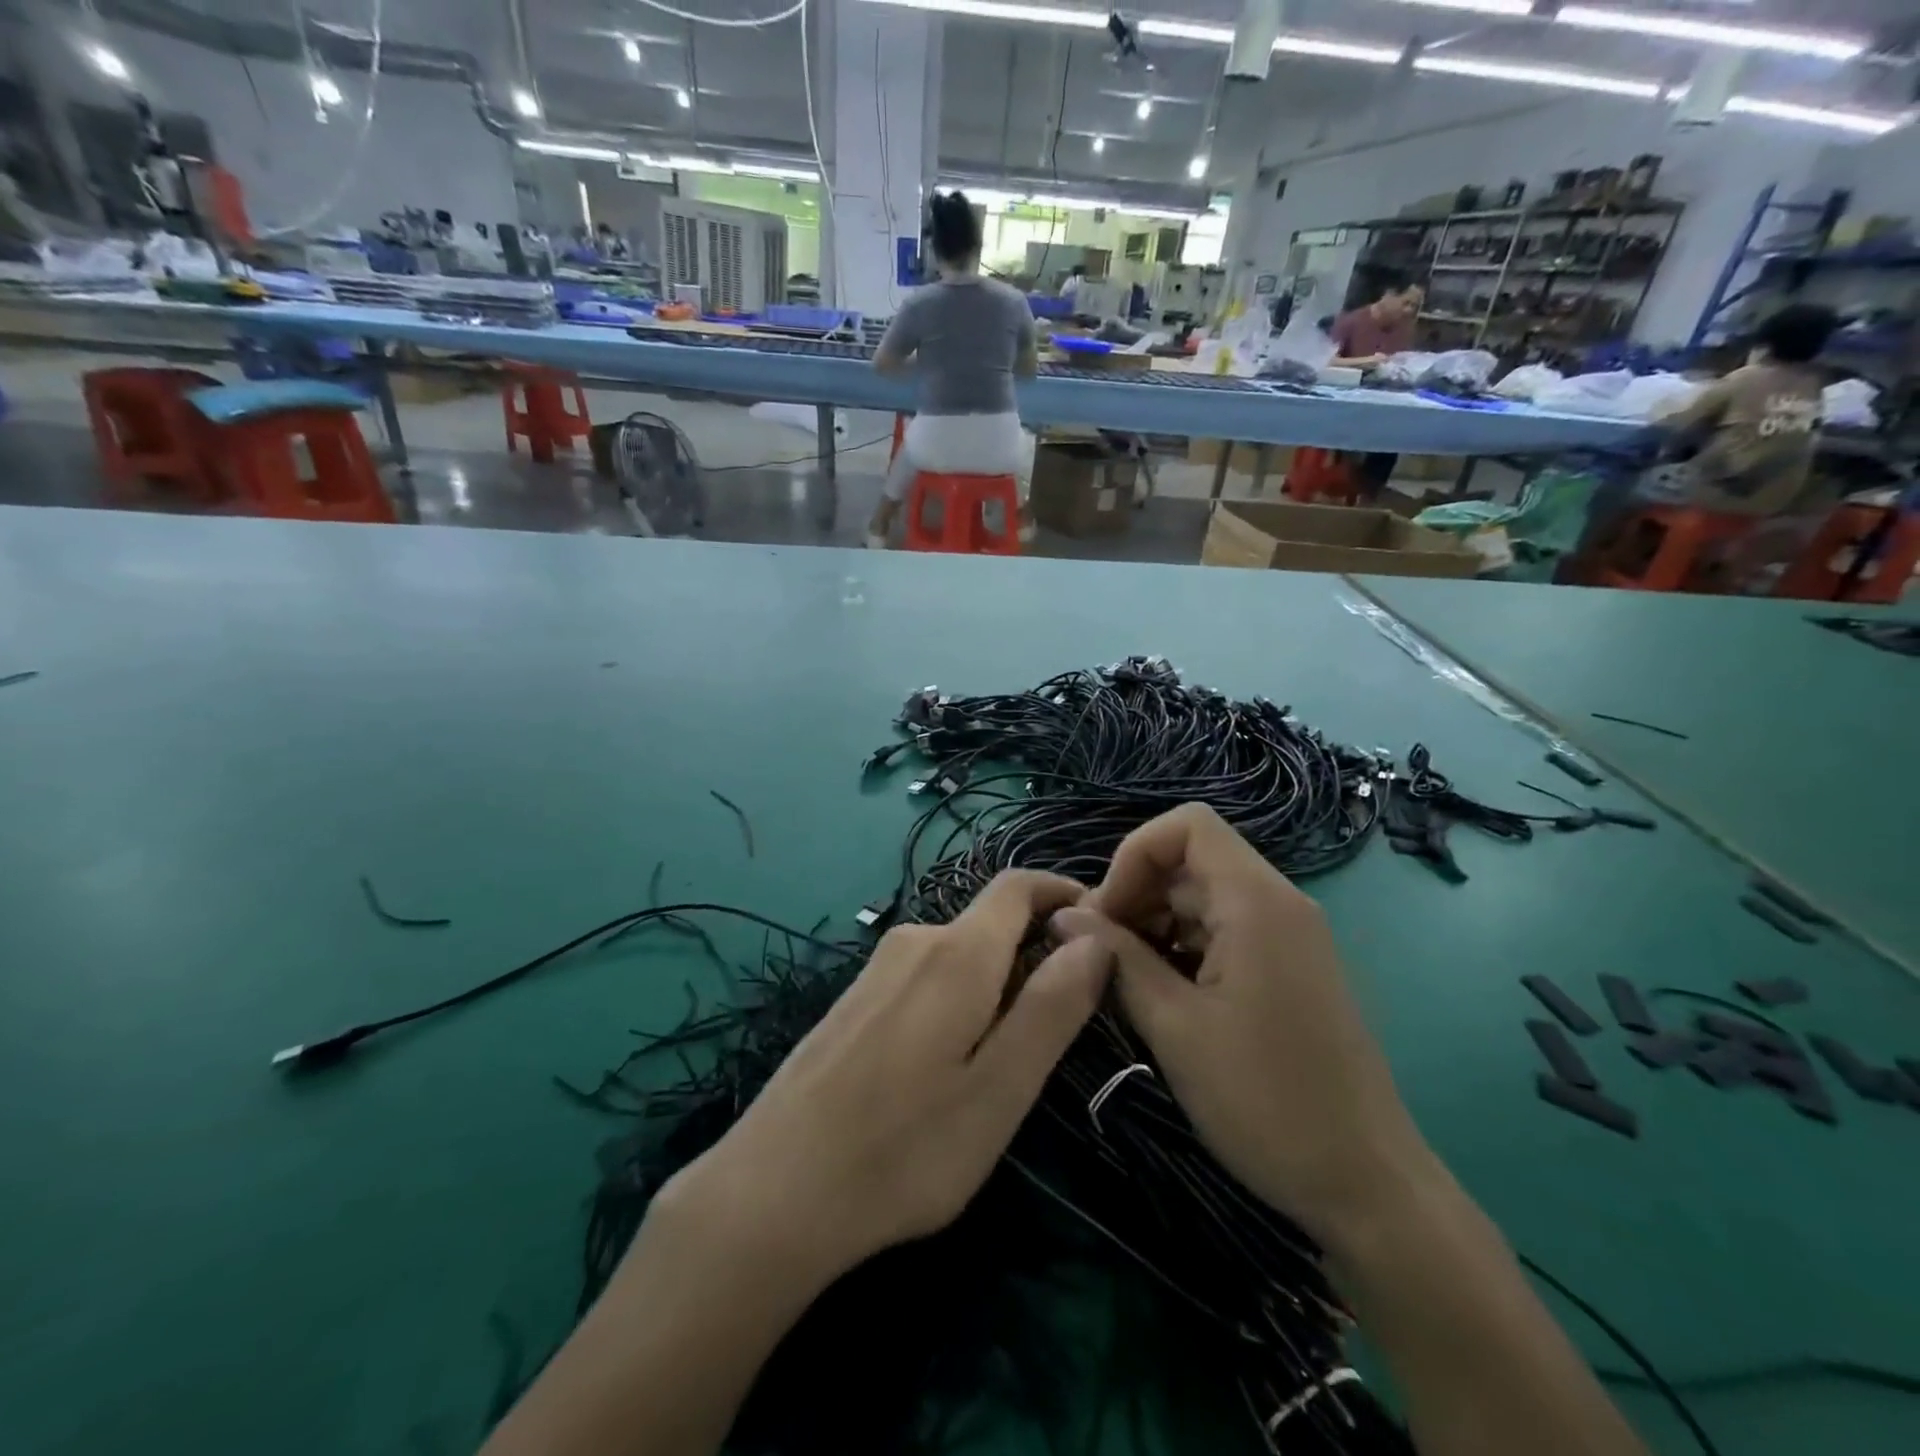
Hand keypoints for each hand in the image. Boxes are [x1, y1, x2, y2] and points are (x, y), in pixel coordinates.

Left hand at [661, 870, 1111, 1289]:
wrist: (772, 1191)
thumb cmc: (904, 1149)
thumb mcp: (1000, 1089)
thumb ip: (1052, 1006)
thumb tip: (1096, 936)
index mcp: (957, 953)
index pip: (1018, 885)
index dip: (1063, 893)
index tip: (1101, 929)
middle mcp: (914, 941)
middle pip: (990, 923)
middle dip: (1035, 953)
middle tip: (1062, 1026)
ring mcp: (877, 969)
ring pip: (959, 954)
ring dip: (997, 983)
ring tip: (1007, 1059)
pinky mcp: (855, 999)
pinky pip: (926, 976)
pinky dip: (959, 998)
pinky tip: (947, 1066)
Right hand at [1051, 804, 1432, 1250]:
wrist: (1364, 1184)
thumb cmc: (1264, 1101)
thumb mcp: (1174, 1026)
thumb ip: (1117, 958)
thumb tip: (1064, 915)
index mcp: (1256, 902)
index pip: (1187, 825)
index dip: (1134, 854)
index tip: (1105, 913)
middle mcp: (1278, 902)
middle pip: (1191, 859)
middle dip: (1136, 892)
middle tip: (1099, 952)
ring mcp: (1288, 935)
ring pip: (1203, 896)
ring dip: (1155, 922)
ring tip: (1124, 977)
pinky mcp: (1288, 966)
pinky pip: (1224, 929)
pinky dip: (1183, 945)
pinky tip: (1161, 993)